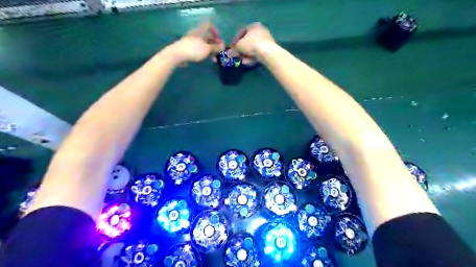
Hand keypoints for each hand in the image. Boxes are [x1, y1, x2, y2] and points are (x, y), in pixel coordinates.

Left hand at [167, 22, 225, 63]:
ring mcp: (190, 41)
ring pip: (202, 44)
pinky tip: (204, 59)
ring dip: (209, 50)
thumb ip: (215, 47)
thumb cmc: (194, 50)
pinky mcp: (187, 48)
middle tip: (218, 51)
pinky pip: (197, 49)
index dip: (215, 31)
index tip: (219, 39)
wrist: (177, 55)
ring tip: (212, 58)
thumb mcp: (207, 49)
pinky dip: (203, 53)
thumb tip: (222, 46)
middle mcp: (195, 34)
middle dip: (213, 44)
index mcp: (200, 31)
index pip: (208, 25)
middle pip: (206, 36)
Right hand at [231, 22, 275, 57]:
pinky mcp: (270, 49)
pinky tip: (249, 62)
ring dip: (247, 55)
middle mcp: (261, 30)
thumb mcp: (239, 46)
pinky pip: (259, 52)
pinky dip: (253, 57)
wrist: (267, 52)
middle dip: (242, 49)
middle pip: (248, 41)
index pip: (242, 32)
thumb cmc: (251, 44)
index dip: (235, 41)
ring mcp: (266, 40)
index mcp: (253, 26)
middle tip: (237, 55)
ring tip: (243, 60)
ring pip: (253, 48)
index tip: (232, 48)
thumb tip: (229, 53)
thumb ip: (234, 49)